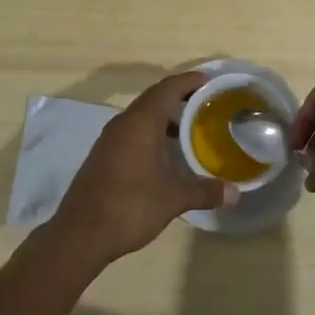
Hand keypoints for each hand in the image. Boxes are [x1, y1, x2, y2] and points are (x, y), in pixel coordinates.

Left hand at [51, 72, 229, 264]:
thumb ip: (205, 191)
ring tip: (191, 129)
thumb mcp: (173, 198)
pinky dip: (151, 133)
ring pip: (142, 116)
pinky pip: (132, 132)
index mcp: (142, 121)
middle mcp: (124, 122)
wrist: (80, 234)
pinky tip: (165, 155)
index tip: (211, 81)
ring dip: (165, 117)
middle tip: (206, 104)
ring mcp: (110, 139)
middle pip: (155, 97)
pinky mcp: (103, 156)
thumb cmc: (130, 205)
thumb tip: (235, 193)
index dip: (190, 80)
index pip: (169, 87)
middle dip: (180, 97)